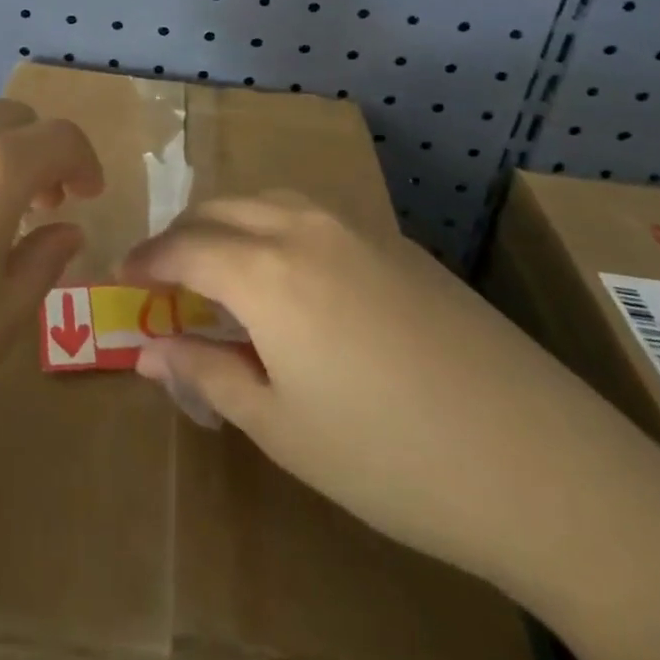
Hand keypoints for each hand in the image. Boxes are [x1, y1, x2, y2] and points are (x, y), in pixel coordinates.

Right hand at [122, 193, 659, 598]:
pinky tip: (289, 274)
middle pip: (222, 209)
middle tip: (164, 275)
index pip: (184, 247)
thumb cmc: (390, 458)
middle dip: (182, 235)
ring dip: (230, 222)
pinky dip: (276, 226)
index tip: (121, 277)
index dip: (146, 260)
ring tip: (219, 267)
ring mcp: (357, 227)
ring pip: (269, 200)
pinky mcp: (397, 241)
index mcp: (266, 271)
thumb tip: (150, 349)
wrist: (538, 460)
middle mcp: (305, 228)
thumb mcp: (282, 427)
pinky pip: (313, 214)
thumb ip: (208, 375)